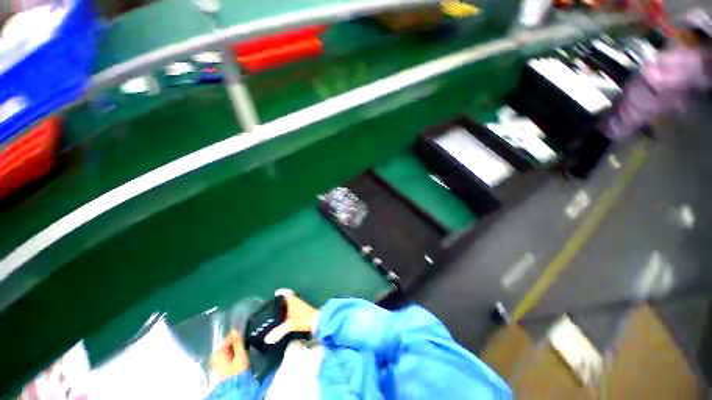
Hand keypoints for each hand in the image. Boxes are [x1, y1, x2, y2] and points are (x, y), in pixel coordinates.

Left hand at [211, 330, 248, 381]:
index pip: (228, 337)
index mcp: (218, 352)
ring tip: (245, 348)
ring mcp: (218, 361)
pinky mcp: (221, 365)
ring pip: (229, 349)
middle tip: (247, 342)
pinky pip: (229, 354)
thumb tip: (235, 329)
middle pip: (228, 343)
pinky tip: (241, 355)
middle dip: (237, 342)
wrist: (235, 387)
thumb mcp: (240, 354)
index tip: (246, 334)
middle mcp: (215, 355)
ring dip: (237, 348)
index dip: (238, 335)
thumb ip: (238, 342)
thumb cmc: (237, 370)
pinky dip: (235, 353)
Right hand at [264, 289, 318, 344]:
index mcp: (293, 300)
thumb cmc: (305, 319)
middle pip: (289, 299)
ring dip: (286, 309)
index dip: (281, 292)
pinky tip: (286, 323)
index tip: (276, 293)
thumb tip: (267, 338)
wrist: (319, 323)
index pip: (286, 293)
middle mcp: (297, 302)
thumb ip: (279, 331)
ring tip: (278, 315)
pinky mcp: (304, 315)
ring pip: (292, 306)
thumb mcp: (290, 325)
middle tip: (274, 306)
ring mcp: (301, 308)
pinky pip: (295, 313)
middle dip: (282, 302)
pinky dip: (290, 316)